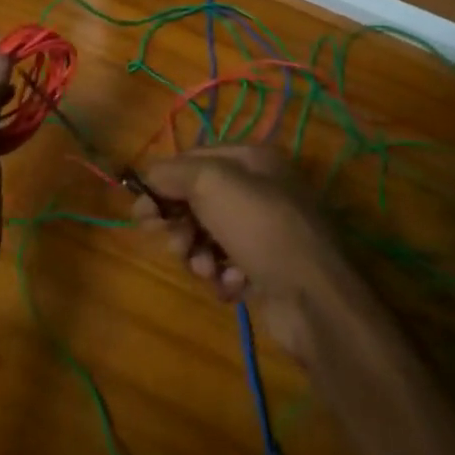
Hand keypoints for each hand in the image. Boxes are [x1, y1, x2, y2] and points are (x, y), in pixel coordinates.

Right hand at [132, 145, 360, 362]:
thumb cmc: (260, 226)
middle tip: (176, 245)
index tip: (141, 211)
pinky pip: (226, 266)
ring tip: (208, 269)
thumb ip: (174, 173)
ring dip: (199, 254)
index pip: (193, 160)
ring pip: (208, 236)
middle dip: (181, 224)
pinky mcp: (266, 269)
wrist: (313, 296)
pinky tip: (232, 285)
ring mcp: (264, 231)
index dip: (163, 183)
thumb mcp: (211, 183)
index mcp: (251, 159)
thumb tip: (149, 176)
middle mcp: (259, 189)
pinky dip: (222, 276)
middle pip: (198, 200)